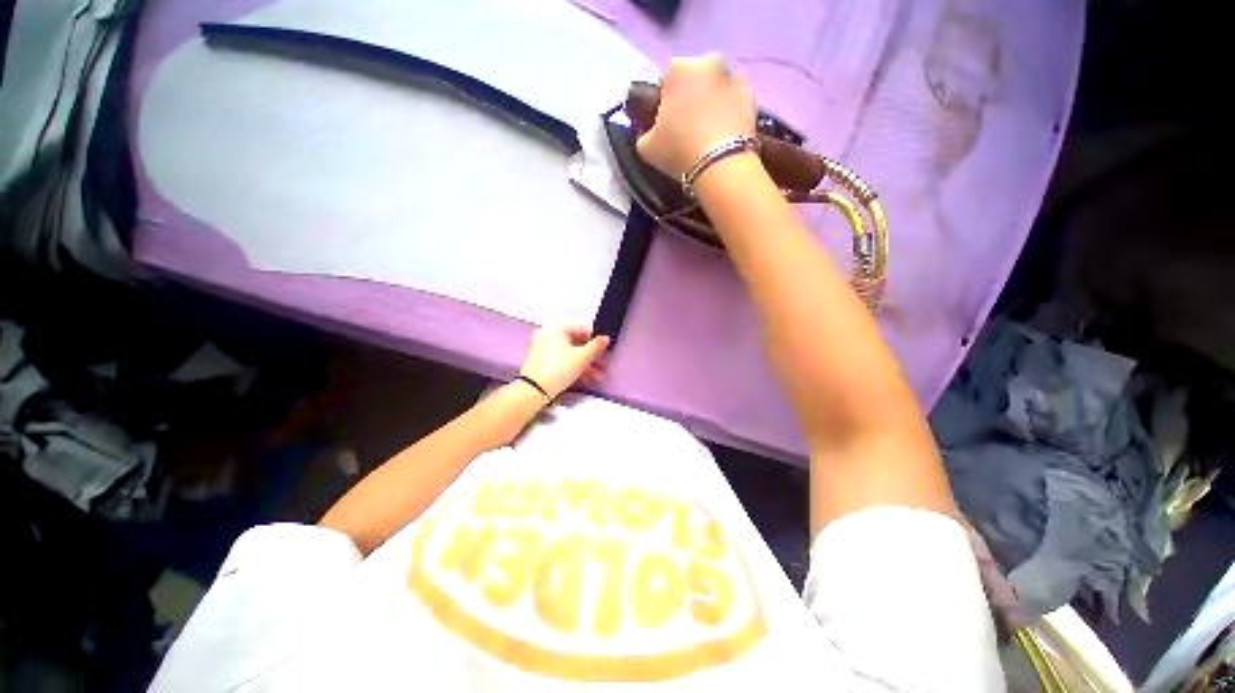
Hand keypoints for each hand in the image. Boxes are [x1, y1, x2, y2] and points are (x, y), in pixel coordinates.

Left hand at [519, 326, 609, 398]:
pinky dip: (575, 367)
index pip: (582, 329)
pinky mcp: (542, 362)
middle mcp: (548, 335)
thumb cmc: (559, 369)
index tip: (606, 350)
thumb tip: (605, 338)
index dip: (596, 340)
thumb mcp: (582, 357)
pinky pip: (563, 360)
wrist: (534, 390)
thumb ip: (596, 347)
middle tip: (604, 365)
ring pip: (571, 353)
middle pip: (577, 343)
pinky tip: (586, 379)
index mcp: (556, 329)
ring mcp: (543, 349)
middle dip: (592, 357)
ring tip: (598, 377)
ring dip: (586, 365)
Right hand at [636, 54, 757, 178]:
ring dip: (712, 100)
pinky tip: (725, 132)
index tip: (667, 123)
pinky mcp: (751, 96)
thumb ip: (643, 131)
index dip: (665, 101)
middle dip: (691, 94)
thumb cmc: (678, 151)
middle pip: (695, 77)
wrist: (720, 166)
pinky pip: (735, 99)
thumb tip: (649, 129)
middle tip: (688, 125)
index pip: (667, 79)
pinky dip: (730, 110)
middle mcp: (708, 63)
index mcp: (678, 68)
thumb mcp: (646, 147)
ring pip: (717, 85)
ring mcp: (732, 77)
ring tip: (709, 130)